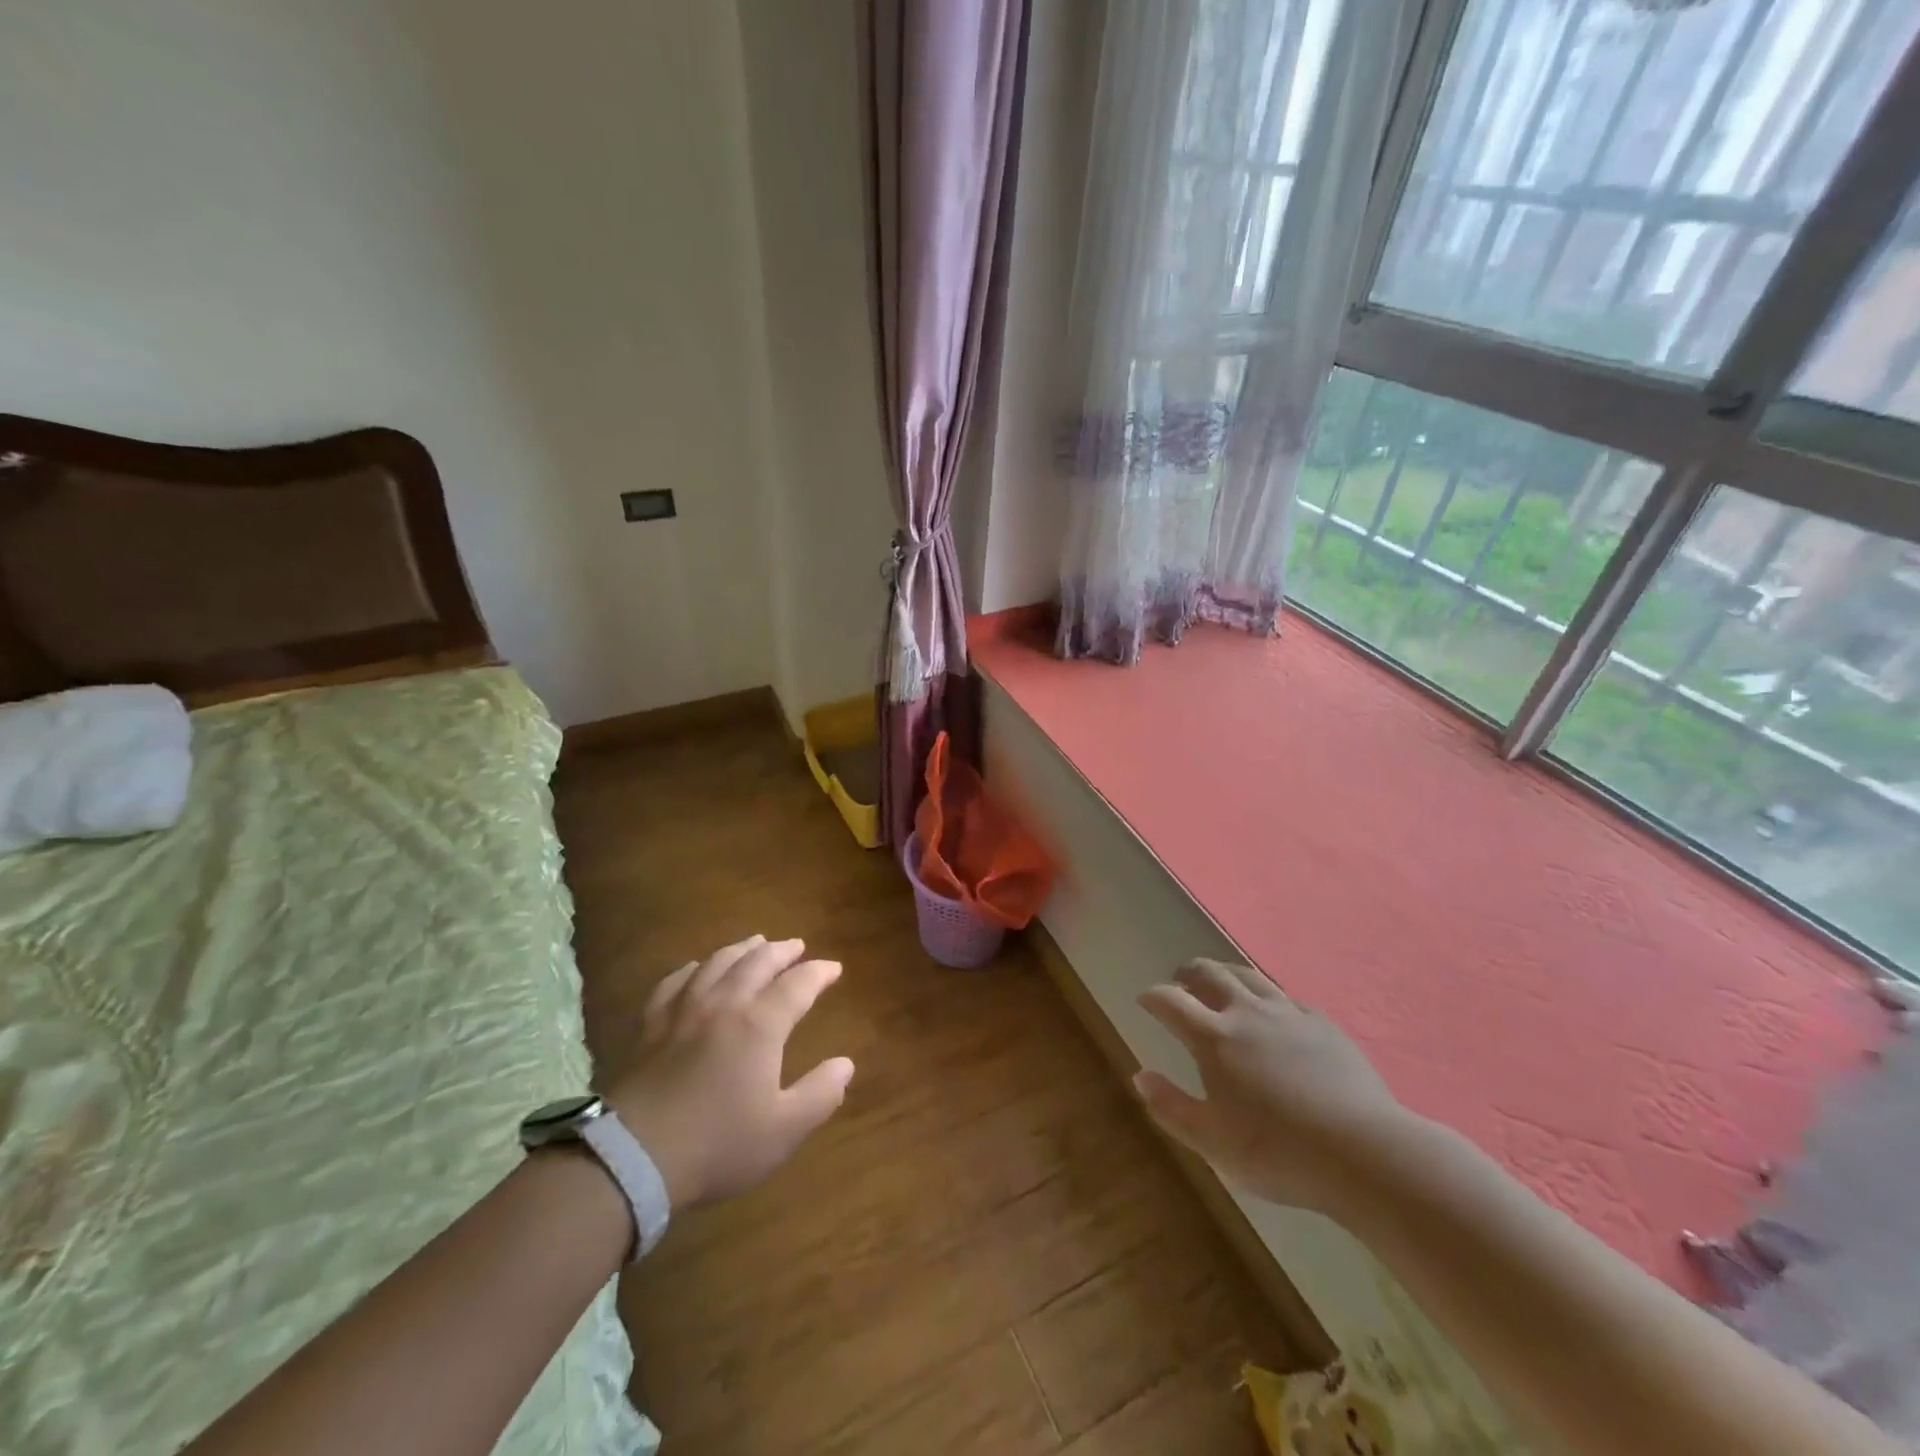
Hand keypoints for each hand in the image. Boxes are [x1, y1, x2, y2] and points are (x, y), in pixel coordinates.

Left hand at [606, 935, 853, 1210]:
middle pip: (757, 962)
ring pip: (717, 963)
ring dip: (742, 949)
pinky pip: (674, 982)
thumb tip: (845, 1064)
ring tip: (756, 943)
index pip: (798, 984)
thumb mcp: (783, 1130)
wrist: (633, 1158)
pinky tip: (696, 968)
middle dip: (782, 951)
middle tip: (797, 946)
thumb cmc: (717, 1144)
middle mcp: (724, 1004)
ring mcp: (683, 1011)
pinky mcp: (651, 1026)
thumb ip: (820, 1094)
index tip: (834, 968)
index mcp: (760, 1024)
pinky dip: (693, 968)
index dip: (819, 973)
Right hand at [1133, 959, 1410, 1214]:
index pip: (1171, 1001)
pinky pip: (1286, 996)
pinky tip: (1272, 1009)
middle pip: (1210, 975)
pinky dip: (1266, 994)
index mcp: (1214, 1038)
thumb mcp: (1212, 1141)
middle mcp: (1247, 1013)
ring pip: (1248, 976)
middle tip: (1180, 979)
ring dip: (1225, 972)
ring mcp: (1288, 1014)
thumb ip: (1171, 1106)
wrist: (1363, 1152)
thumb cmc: (1277, 1151)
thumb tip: (1140, 1075)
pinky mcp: (1322, 1024)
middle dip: (1189, 973)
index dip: (1153, 996)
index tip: (1144, 999)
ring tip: (1219, 979)